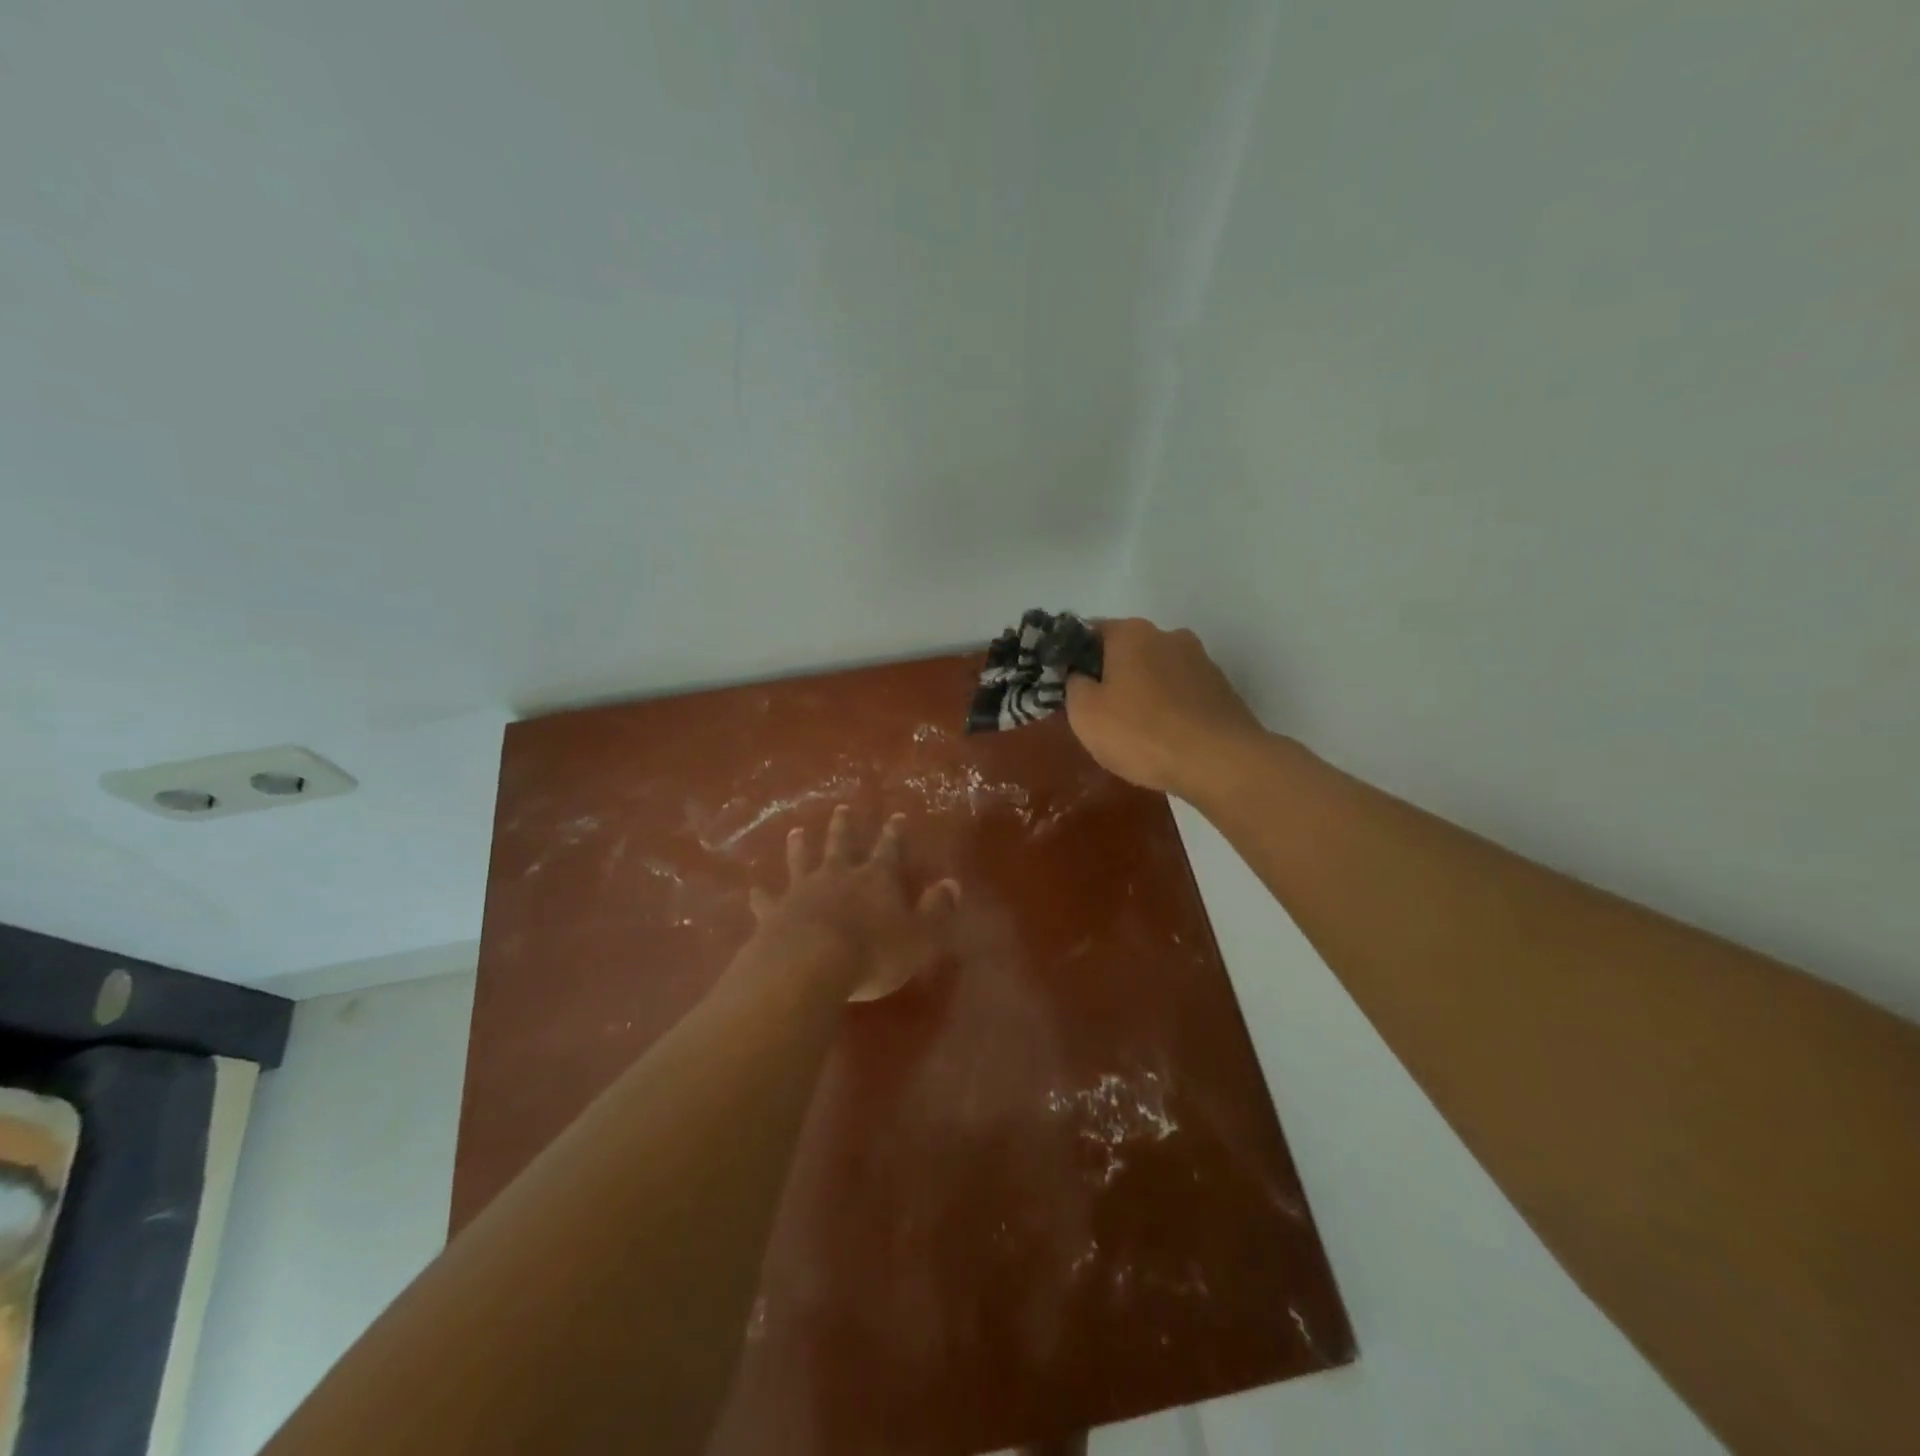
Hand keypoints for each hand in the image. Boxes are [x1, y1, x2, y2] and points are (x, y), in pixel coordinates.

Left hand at [747, 806, 959, 1001]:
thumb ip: (936, 910)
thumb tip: (953, 884)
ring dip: (800, 847)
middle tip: (841, 809)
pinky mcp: (775, 912)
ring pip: (802, 861)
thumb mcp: (919, 936)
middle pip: (842, 845)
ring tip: (796, 831)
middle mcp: (839, 876)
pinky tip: (752, 889)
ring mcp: (803, 891)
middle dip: (844, 827)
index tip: (895, 816)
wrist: (809, 965)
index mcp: (876, 879)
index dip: (894, 835)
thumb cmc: (872, 953)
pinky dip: (761, 895)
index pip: (889, 850)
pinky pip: (767, 900)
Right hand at [1065, 618, 1266, 800]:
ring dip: (1143, 692)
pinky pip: (1182, 693)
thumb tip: (1080, 675)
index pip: (1089, 632)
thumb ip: (1073, 685)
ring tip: (1134, 730)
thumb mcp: (1085, 713)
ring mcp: (1201, 660)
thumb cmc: (1141, 732)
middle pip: (1126, 651)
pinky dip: (1169, 708)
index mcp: (1131, 633)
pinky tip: (1165, 737)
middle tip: (1098, 712)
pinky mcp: (1222, 689)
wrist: (1219, 762)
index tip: (1066, 685)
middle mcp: (1168, 635)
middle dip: (1111, 675)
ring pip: (1157, 672)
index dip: (1073, 657)